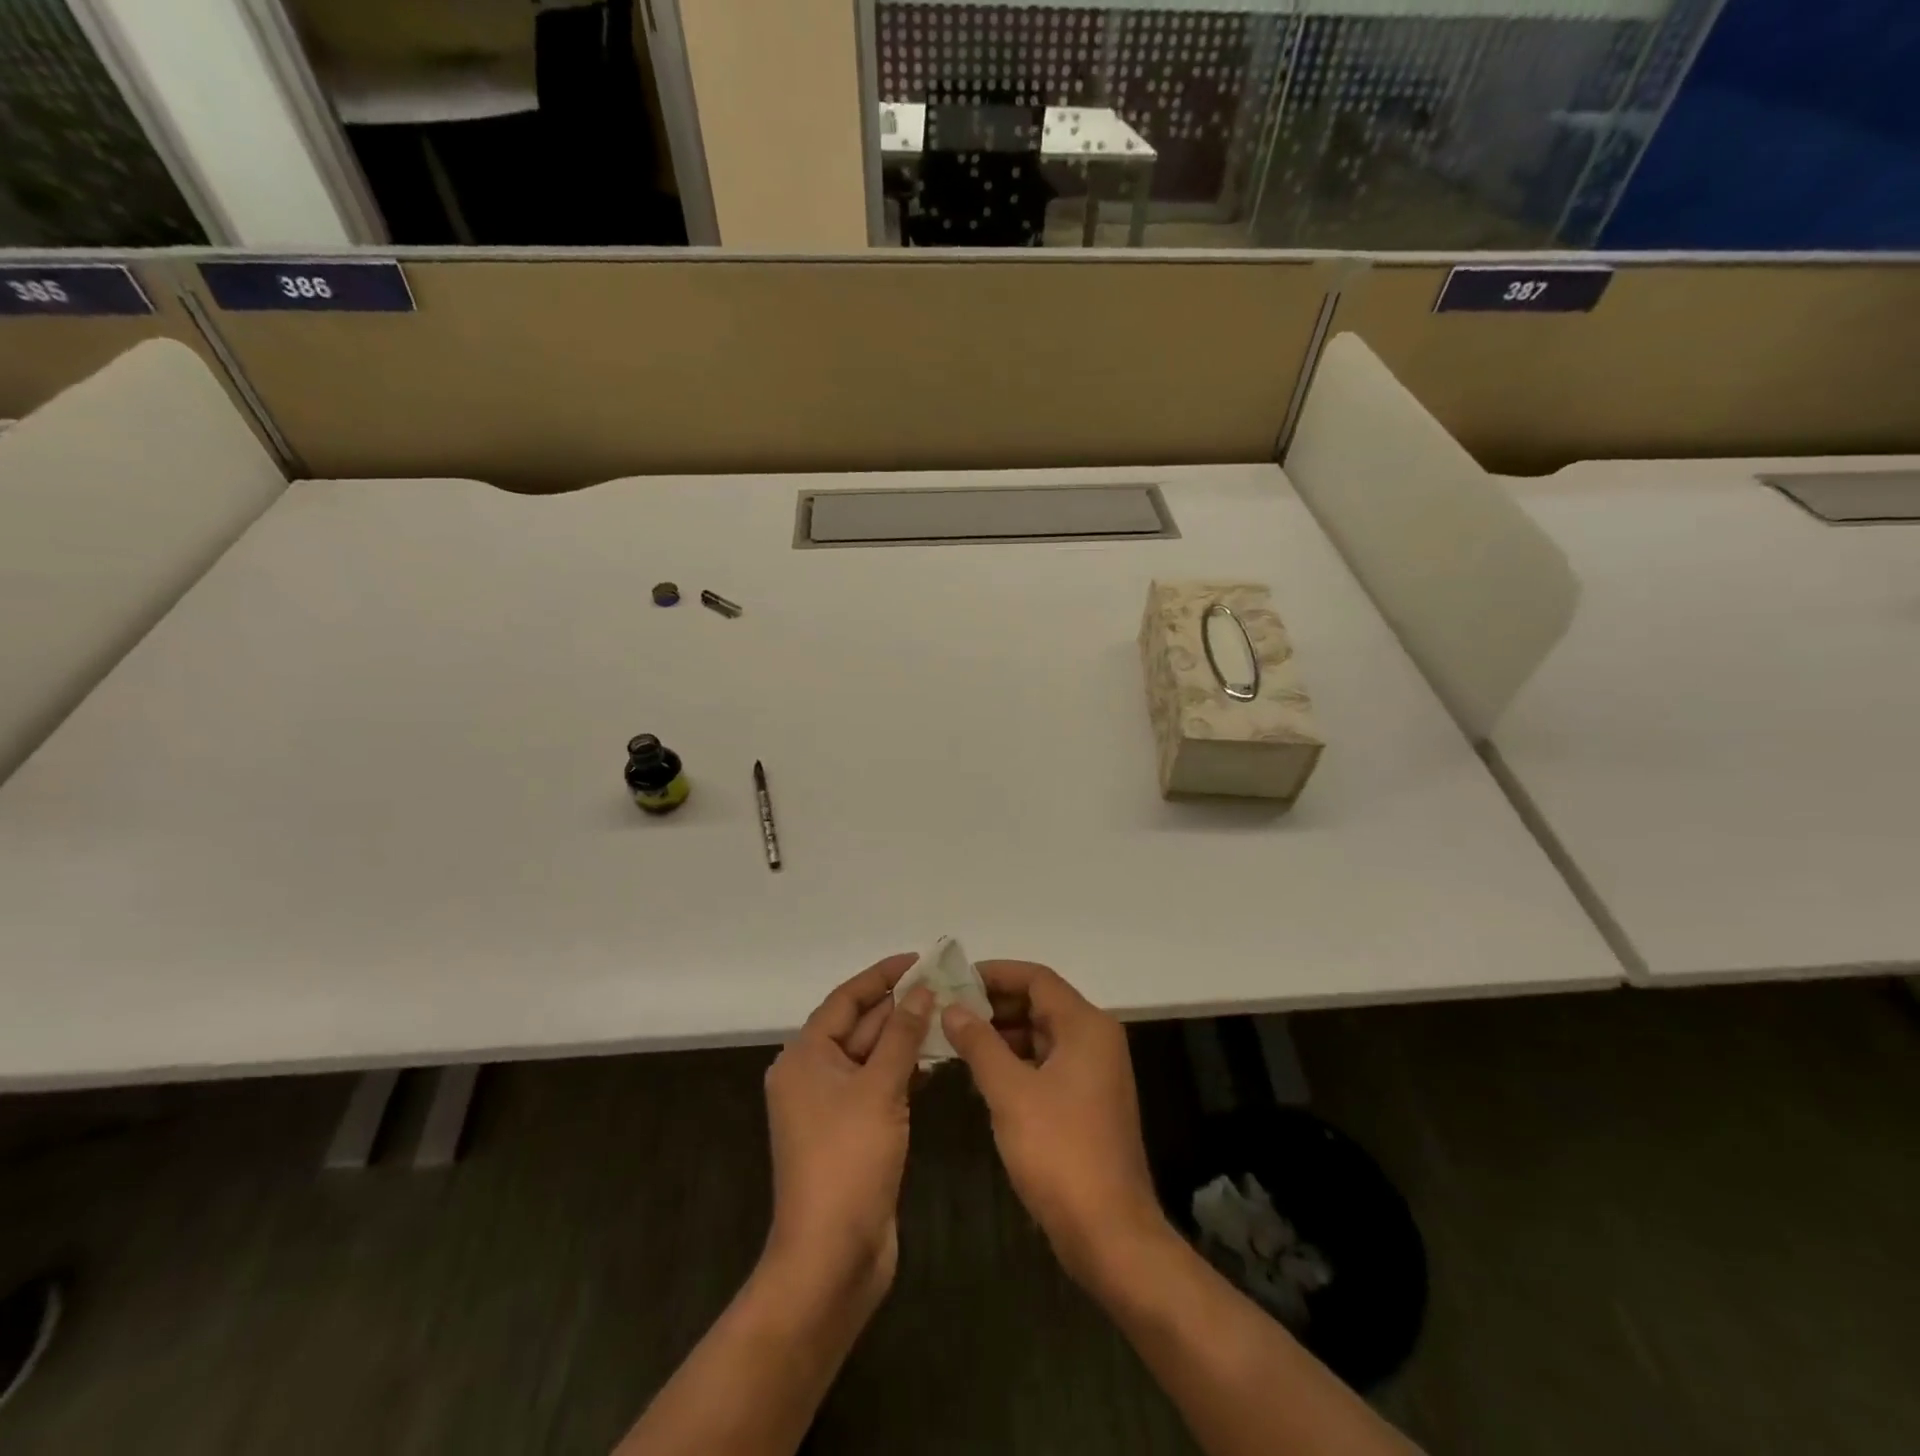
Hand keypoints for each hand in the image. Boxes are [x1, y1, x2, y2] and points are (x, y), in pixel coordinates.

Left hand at [763, 954, 931, 1309]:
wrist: (831, 1258)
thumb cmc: (848, 1161)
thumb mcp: (878, 1089)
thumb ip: (902, 1036)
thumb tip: (922, 991)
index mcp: (805, 1057)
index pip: (845, 1000)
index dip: (881, 976)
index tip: (918, 959)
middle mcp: (813, 1075)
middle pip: (859, 1026)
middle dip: (900, 1006)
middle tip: (946, 985)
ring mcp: (833, 1107)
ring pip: (873, 1057)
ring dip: (906, 1038)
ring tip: (950, 1014)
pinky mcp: (853, 1132)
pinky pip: (879, 1086)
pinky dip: (905, 1070)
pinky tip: (938, 1061)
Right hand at [941, 961, 1169, 1289]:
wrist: (1109, 1232)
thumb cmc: (1059, 1151)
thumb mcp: (1010, 1092)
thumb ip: (979, 1044)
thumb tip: (952, 1008)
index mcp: (1086, 1026)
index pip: (1037, 978)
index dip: (995, 973)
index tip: (955, 979)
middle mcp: (1095, 1039)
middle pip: (1041, 1003)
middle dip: (995, 1004)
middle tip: (948, 1009)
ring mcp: (1094, 1072)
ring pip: (1042, 1034)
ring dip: (1002, 1033)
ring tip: (956, 1039)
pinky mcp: (1087, 1101)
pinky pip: (1047, 1063)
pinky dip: (1016, 1060)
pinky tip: (982, 1073)